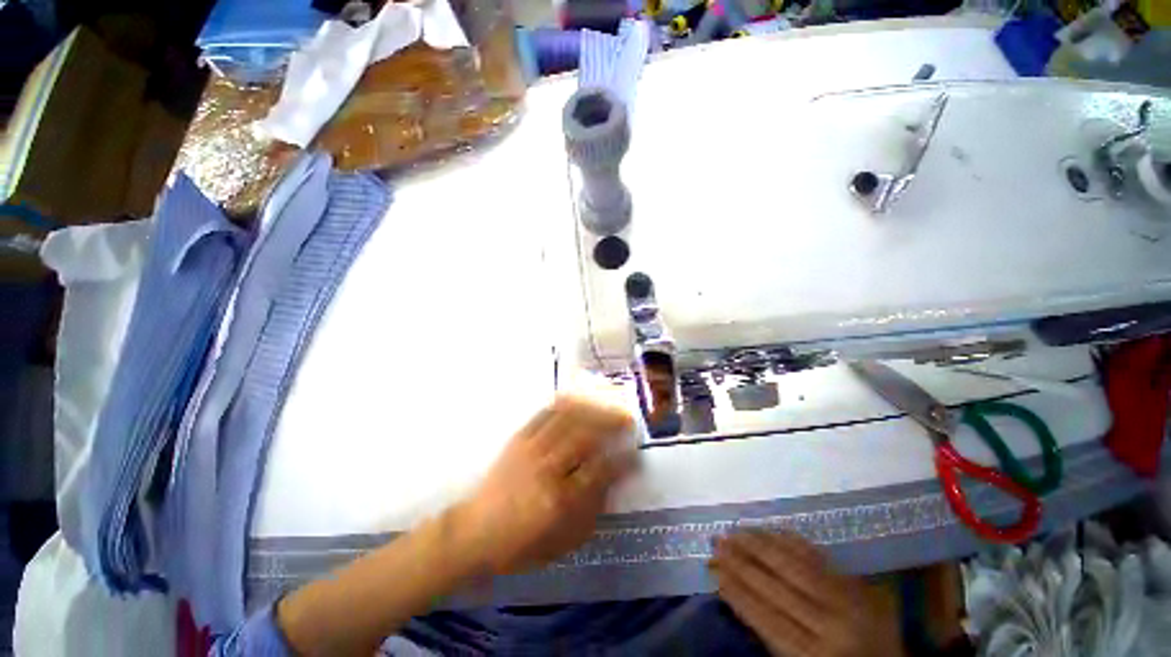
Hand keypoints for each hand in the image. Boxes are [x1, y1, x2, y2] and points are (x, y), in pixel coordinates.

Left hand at [453, 396, 635, 575]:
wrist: (474, 532)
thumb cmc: (521, 544)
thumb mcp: (564, 541)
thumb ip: (592, 511)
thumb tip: (612, 481)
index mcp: (560, 500)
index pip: (600, 471)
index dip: (622, 461)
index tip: (636, 454)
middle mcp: (547, 468)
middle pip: (585, 435)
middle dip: (611, 423)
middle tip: (627, 419)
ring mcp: (531, 448)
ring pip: (567, 418)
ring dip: (592, 408)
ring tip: (608, 404)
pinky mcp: (519, 438)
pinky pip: (545, 413)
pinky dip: (564, 403)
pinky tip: (577, 398)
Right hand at [710, 531, 904, 656]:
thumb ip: (774, 635)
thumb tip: (735, 593)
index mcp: (817, 656)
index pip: (767, 618)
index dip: (737, 592)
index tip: (714, 570)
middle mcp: (832, 625)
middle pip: (778, 588)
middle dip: (743, 563)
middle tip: (717, 542)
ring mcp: (847, 600)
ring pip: (796, 566)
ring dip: (761, 546)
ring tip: (735, 531)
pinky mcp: (856, 583)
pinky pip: (819, 557)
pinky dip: (792, 541)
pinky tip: (772, 530)